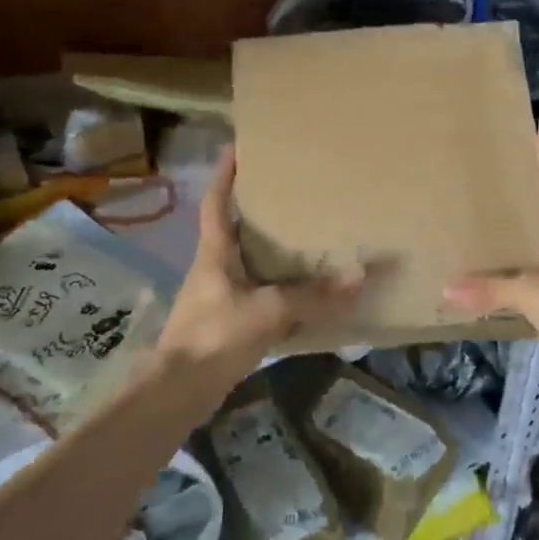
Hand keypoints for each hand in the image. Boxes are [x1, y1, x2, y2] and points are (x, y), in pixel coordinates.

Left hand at [155, 148, 363, 384]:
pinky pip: (256, 293)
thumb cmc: (215, 335)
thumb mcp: (268, 310)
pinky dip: (276, 287)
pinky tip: (300, 292)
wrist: (179, 391)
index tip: (236, 148)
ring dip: (267, 250)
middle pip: (232, 229)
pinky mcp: (226, 323)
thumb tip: (360, 275)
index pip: (215, 202)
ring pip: (246, 263)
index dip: (224, 174)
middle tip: (287, 191)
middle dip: (254, 209)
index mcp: (214, 253)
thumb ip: (313, 295)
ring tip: (301, 235)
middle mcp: (213, 268)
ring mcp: (218, 296)